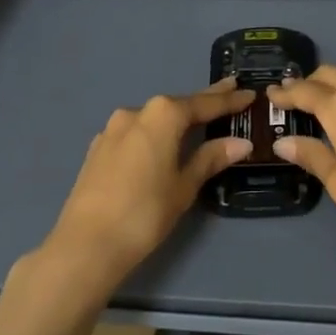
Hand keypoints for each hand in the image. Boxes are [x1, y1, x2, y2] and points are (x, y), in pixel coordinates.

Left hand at [41, 80, 255, 293]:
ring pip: (153, 117)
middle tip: (230, 90)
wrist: (86, 244)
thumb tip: (241, 143)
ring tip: (198, 119)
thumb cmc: (145, 213)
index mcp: (162, 115)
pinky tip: (161, 141)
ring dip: (176, 117)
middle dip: (204, 101)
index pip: (204, 104)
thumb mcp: (184, 186)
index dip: (229, 100)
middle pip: (177, 105)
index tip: (249, 93)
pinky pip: (135, 132)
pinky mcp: (98, 147)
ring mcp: (112, 128)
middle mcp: (136, 112)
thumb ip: (211, 159)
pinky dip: (154, 132)